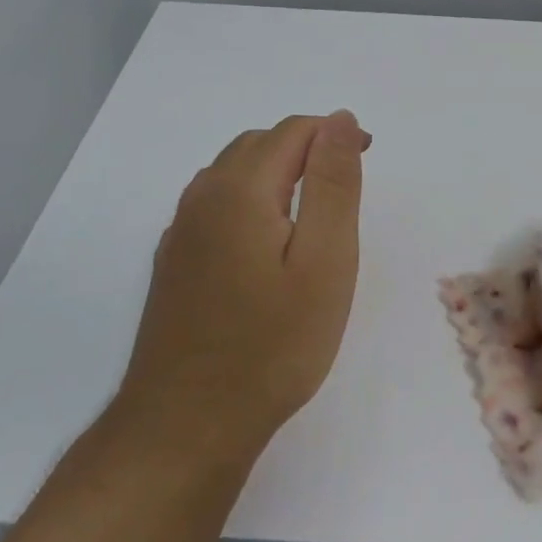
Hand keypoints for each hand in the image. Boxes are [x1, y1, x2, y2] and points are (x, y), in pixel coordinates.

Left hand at [119, 111, 370, 459]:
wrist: (189, 423)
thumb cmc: (273, 344)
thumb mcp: (325, 261)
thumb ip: (333, 184)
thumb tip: (340, 118)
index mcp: (238, 190)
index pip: (291, 132)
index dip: (334, 134)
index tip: (367, 158)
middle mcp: (201, 199)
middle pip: (257, 145)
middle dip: (306, 149)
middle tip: (345, 187)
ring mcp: (180, 232)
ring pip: (232, 174)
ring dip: (276, 173)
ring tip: (314, 212)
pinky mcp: (174, 263)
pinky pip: (215, 207)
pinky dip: (250, 202)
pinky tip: (267, 244)